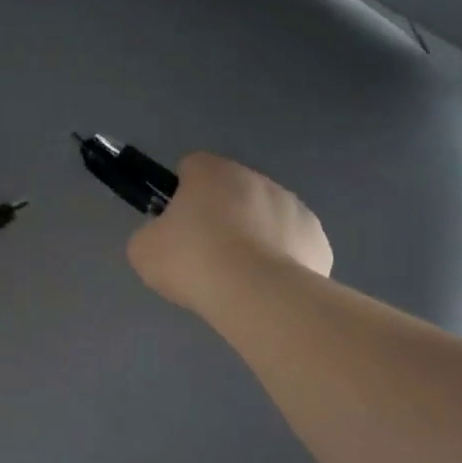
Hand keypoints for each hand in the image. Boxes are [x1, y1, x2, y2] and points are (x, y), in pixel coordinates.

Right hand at [127, 153, 331, 311]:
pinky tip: (267, 288)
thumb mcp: (144, 250)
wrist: (256, 295)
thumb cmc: (193, 262)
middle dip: (222, 216)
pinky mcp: (317, 239)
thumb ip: (152, 235)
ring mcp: (294, 207)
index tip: (176, 226)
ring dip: (254, 236)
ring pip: (267, 216)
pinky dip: (282, 262)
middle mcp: (257, 179)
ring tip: (239, 278)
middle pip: (233, 191)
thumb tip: (164, 239)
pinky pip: (293, 245)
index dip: (181, 194)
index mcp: (212, 172)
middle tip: (205, 256)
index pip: (192, 167)